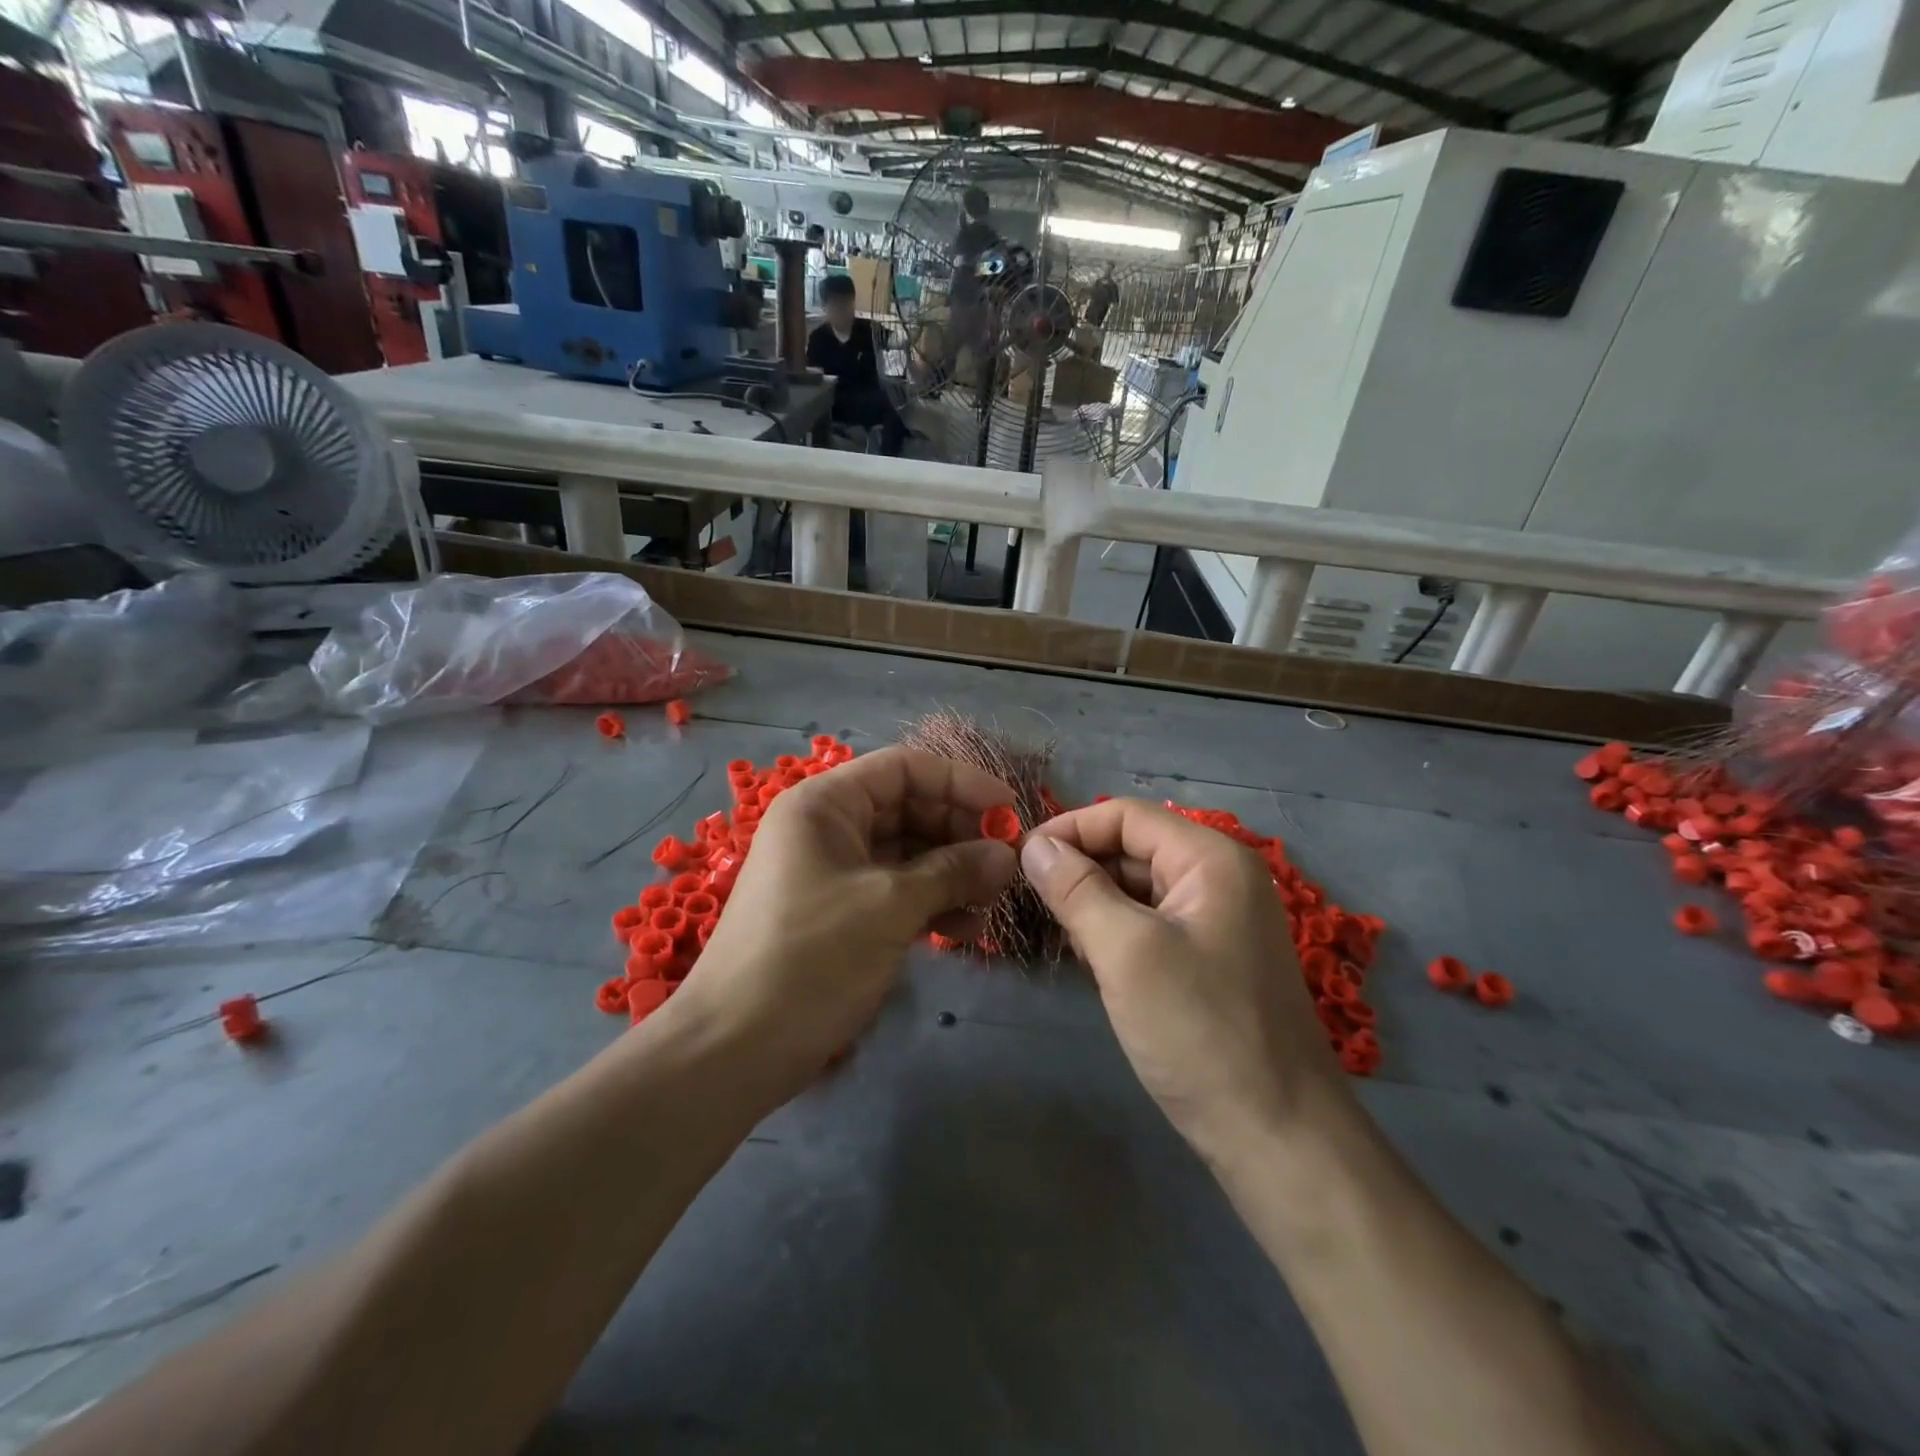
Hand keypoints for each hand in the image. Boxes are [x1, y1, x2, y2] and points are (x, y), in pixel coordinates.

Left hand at [671, 747, 1018, 1093]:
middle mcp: (828, 828)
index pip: (905, 769)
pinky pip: (894, 891)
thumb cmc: (810, 958)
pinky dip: (930, 904)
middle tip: (1005, 868)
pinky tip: (962, 931)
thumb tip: (1008, 855)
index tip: (1010, 812)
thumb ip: (953, 871)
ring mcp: (832, 872)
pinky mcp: (840, 913)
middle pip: (909, 809)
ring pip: (907, 854)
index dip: (961, 783)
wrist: (734, 1050)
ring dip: (951, 874)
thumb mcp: (889, 907)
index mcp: (826, 804)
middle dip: (960, 835)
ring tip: (989, 906)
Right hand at [1020, 799, 1352, 1162]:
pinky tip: (1091, 961)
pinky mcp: (1210, 960)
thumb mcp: (1127, 952)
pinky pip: (1151, 925)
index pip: (1125, 816)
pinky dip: (1116, 933)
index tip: (1020, 859)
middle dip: (1081, 869)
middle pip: (1133, 849)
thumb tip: (1034, 846)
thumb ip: (1077, 889)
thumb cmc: (1200, 1032)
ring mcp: (1219, 921)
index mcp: (1211, 859)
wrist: (1278, 1138)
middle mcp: (1220, 878)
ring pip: (1139, 889)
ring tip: (1058, 934)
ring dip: (1094, 903)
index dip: (1070, 829)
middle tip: (1030, 903)